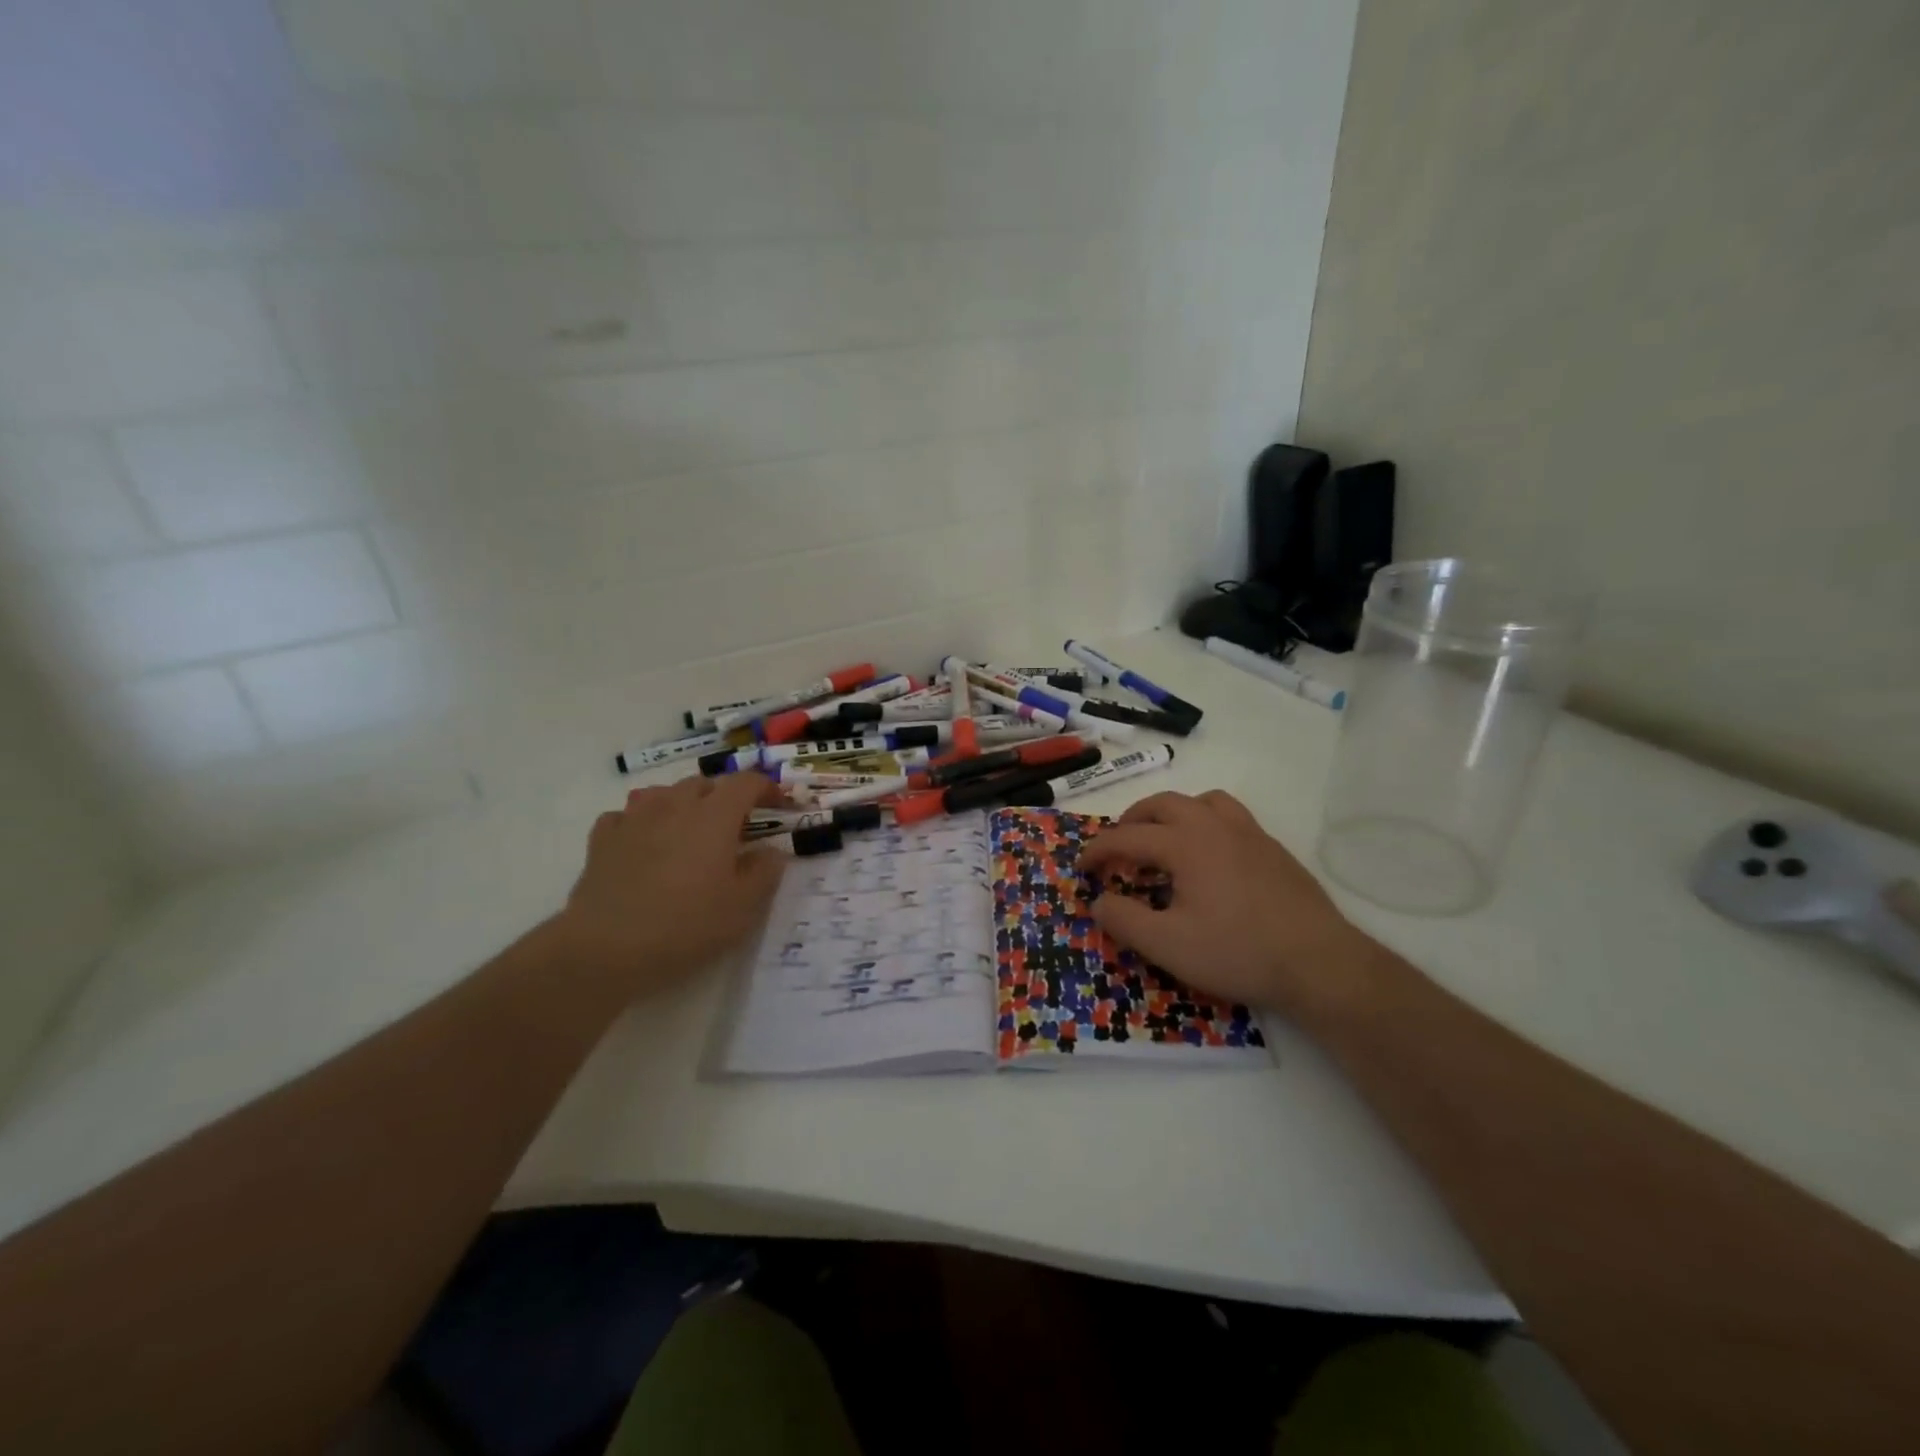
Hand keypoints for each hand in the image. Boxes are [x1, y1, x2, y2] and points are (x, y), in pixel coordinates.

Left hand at [551, 772, 786, 997]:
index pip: (746, 783)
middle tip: (735, 826)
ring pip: (663, 793)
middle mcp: (674, 806)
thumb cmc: (685, 925)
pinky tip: (643, 842)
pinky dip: (642, 822)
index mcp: (714, 817)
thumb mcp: (743, 907)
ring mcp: (634, 819)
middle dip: (724, 797)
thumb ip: (765, 872)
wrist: (605, 948)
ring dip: (682, 803)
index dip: (767, 788)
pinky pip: (626, 816)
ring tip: (689, 829)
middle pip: (704, 783)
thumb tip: (771, 851)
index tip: (779, 805)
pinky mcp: (603, 840)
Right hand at [1076, 790, 1380, 1020]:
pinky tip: (1210, 857)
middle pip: (1162, 804)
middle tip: (1118, 847)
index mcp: (1185, 843)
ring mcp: (1249, 833)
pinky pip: (1229, 816)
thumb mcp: (1167, 945)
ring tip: (1163, 839)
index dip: (1098, 851)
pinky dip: (1205, 823)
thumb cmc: (1237, 952)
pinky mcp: (1273, 848)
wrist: (1319, 962)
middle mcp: (1214, 826)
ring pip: (1202, 801)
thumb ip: (1124, 920)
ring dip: (1172, 813)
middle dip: (1132, 821)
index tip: (1081, 867)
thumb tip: (1098, 901)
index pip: (1127, 837)